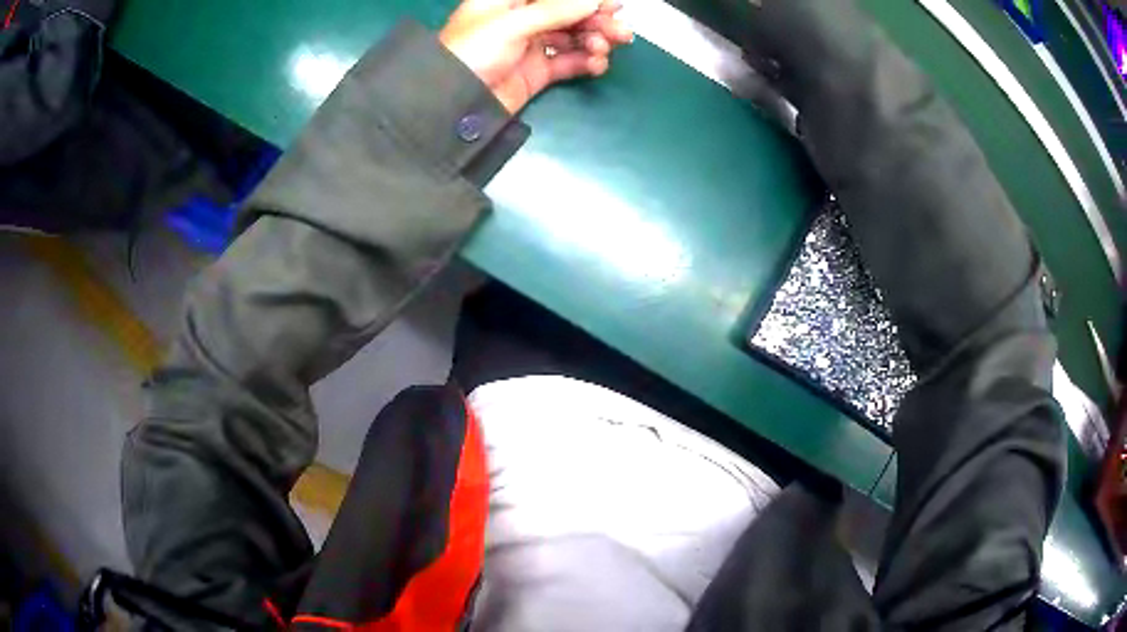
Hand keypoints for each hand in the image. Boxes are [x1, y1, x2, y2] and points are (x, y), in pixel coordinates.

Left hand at [439, 0, 632, 112]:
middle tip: (620, 31)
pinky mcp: (537, 71)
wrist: (453, 106)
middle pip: (568, 12)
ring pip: (572, 36)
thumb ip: (555, 10)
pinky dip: (586, 62)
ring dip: (594, 40)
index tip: (611, 4)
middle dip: (596, 19)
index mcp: (508, 0)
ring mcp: (530, 45)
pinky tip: (596, 64)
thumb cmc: (470, 53)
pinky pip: (569, 61)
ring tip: (603, 49)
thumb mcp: (512, 24)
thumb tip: (593, 0)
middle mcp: (522, 18)